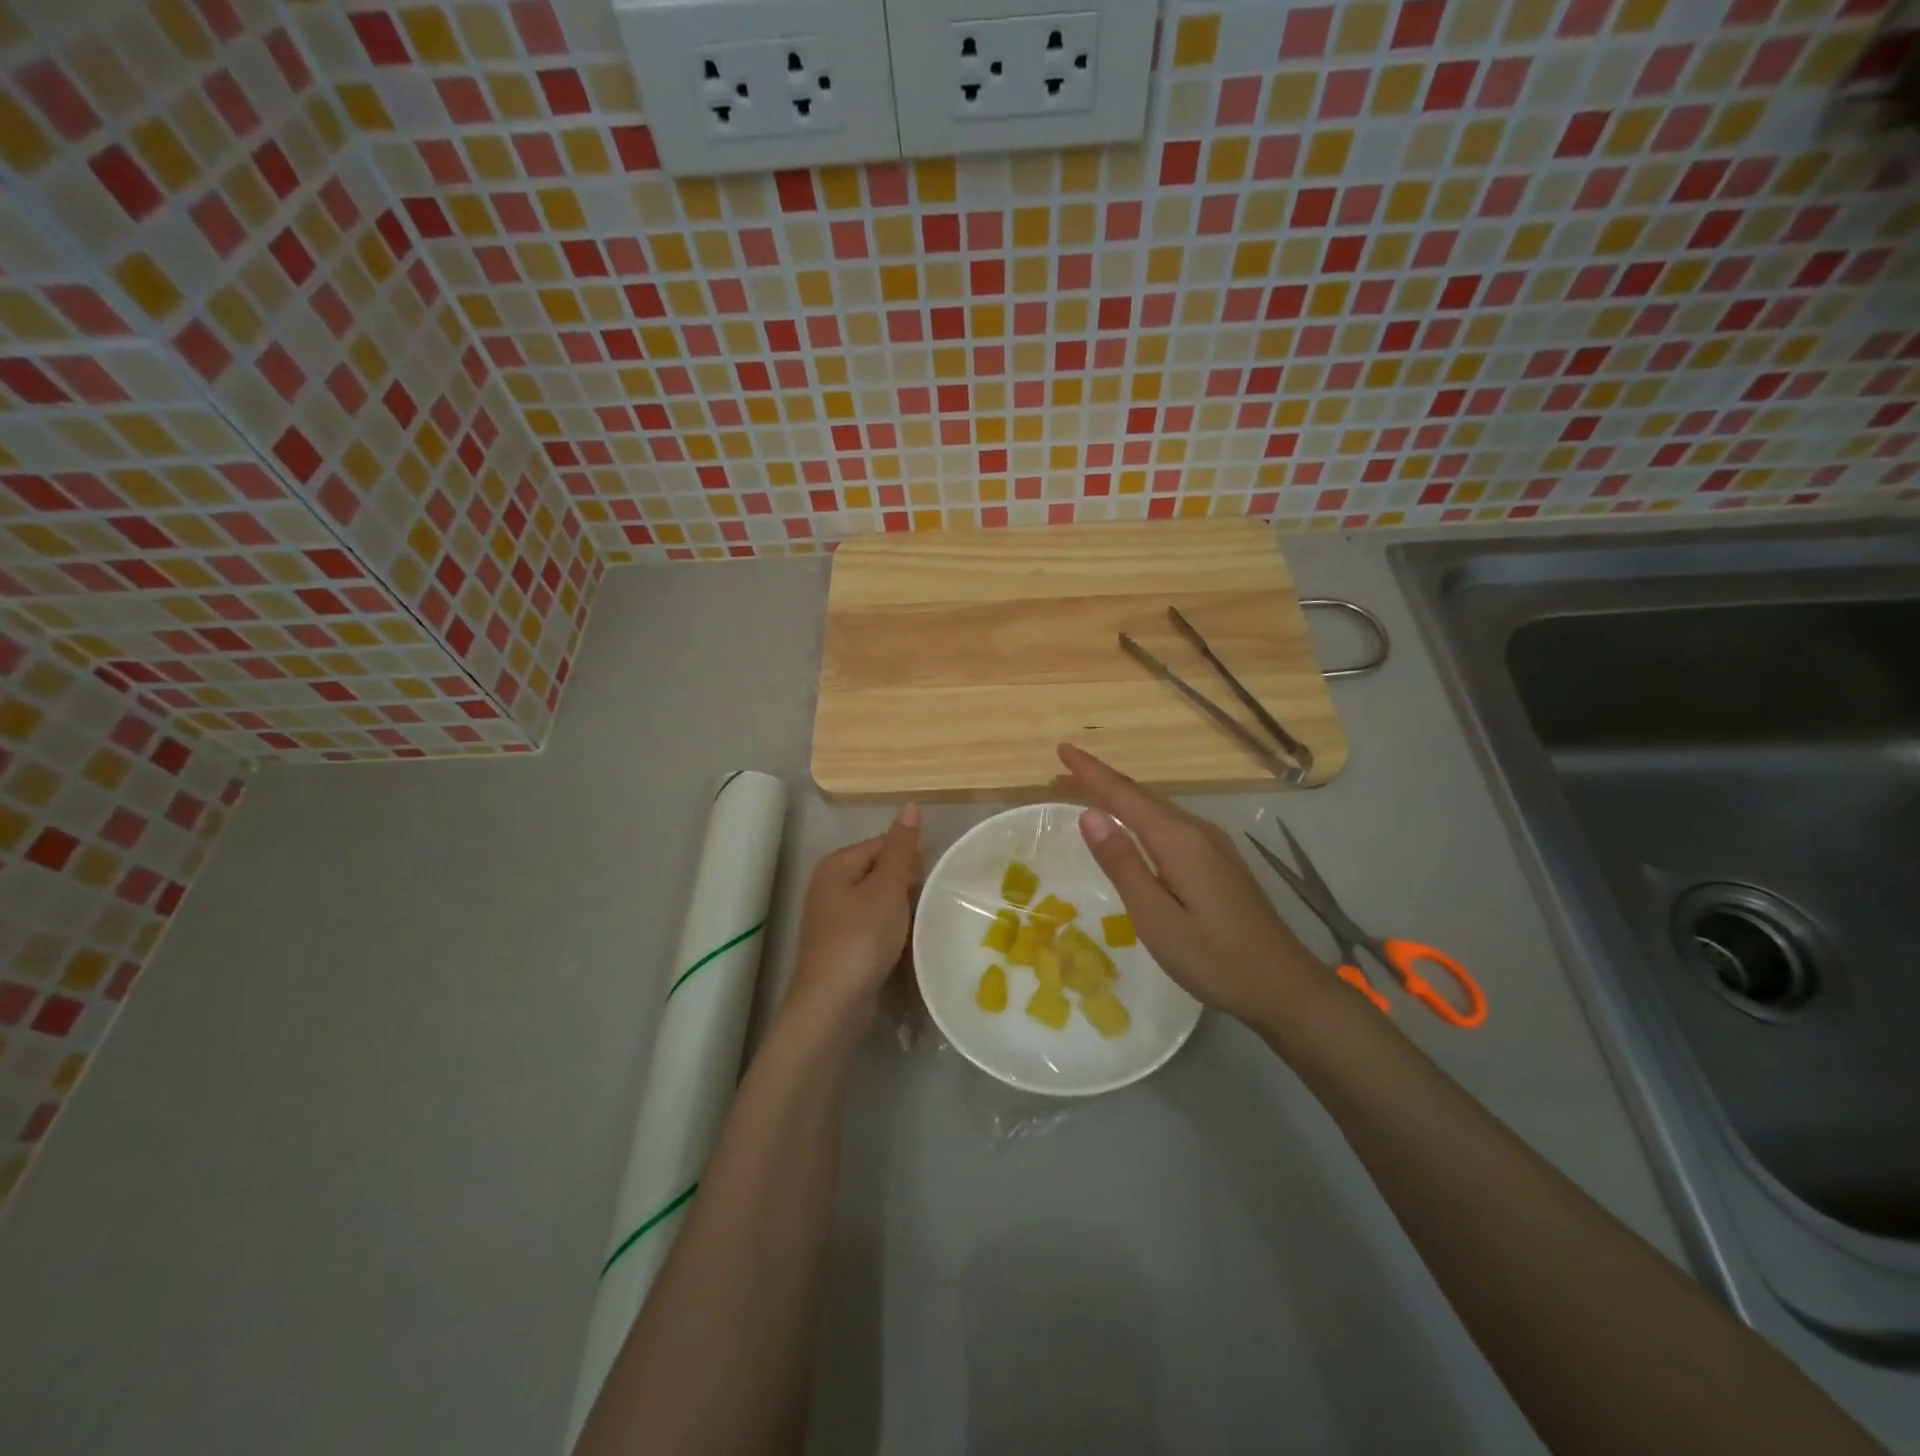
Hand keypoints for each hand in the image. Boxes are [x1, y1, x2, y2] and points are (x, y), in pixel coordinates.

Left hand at [784, 804, 921, 1040]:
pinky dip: (889, 932)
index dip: (910, 859)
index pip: (883, 844)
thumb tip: (911, 806)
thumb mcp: (887, 887)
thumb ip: (901, 847)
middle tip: (927, 905)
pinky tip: (903, 945)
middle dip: (906, 885)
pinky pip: (872, 926)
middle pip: (880, 871)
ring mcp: (832, 918)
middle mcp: (829, 885)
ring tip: (920, 925)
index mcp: (837, 864)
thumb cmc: (861, 938)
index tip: (932, 881)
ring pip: (878, 901)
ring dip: (901, 910)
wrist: (833, 1004)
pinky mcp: (840, 945)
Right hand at [1057, 743, 1328, 1027]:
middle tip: (1064, 771)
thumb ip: (1123, 865)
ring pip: (1158, 809)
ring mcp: (1213, 845)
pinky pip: (1170, 825)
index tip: (1062, 749)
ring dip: (1121, 797)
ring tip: (1088, 791)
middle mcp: (1198, 832)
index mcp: (1179, 840)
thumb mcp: (1156, 918)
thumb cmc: (1214, 958)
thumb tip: (1090, 815)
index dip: (1091, 771)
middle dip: (1101, 780)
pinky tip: (1133, 826)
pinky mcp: (1219, 861)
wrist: (1284, 987)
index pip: (1125, 795)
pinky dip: (1141, 816)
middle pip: (1142, 796)